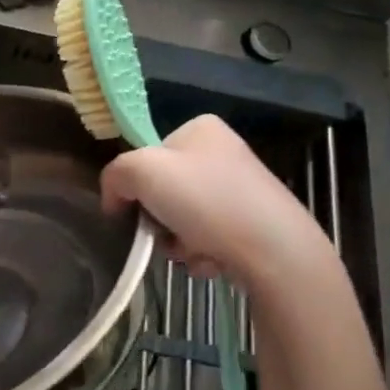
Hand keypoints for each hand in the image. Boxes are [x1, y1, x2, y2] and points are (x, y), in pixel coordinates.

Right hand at [102, 115, 340, 294]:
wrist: (274, 250)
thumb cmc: (205, 200)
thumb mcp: (141, 171)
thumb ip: (115, 175)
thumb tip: (115, 200)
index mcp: (199, 129)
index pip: (147, 156)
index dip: (135, 185)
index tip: (136, 209)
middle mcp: (222, 152)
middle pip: (164, 191)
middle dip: (160, 221)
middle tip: (166, 235)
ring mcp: (241, 188)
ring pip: (183, 219)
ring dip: (178, 242)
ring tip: (192, 252)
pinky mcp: (254, 223)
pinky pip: (208, 238)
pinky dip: (202, 253)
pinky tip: (213, 260)